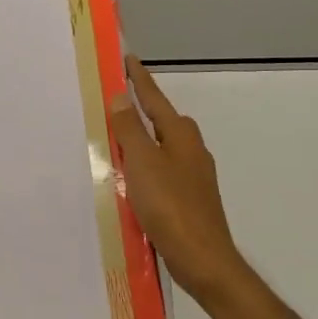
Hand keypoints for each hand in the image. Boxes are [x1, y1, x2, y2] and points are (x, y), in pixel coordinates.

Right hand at [108, 56, 252, 308]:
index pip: (155, 98)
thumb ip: (130, 130)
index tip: (128, 59)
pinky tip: (130, 180)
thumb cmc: (170, 205)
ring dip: (141, 141)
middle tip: (114, 101)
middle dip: (141, 109)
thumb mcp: (143, 163)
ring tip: (115, 139)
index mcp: (180, 135)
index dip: (139, 79)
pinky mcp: (189, 198)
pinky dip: (145, 167)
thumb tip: (122, 97)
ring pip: (161, 147)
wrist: (203, 259)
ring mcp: (193, 175)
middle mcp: (190, 149)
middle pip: (161, 121)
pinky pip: (161, 171)